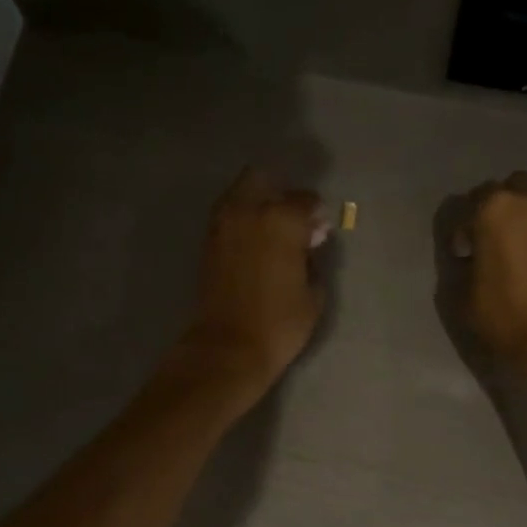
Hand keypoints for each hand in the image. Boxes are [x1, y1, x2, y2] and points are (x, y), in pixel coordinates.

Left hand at [172, 168, 327, 407]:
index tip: (319, 230)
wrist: (228, 347)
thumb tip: (308, 243)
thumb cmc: (280, 324)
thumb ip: (313, 259)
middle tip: (292, 220)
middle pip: (263, 179)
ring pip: (240, 194)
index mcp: (282, 219)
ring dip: (257, 203)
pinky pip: (228, 216)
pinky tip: (255, 245)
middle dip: (279, 193)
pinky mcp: (208, 243)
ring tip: (272, 233)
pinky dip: (241, 221)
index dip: (315, 213)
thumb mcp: (313, 293)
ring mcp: (222, 225)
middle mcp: (248, 211)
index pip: (304, 199)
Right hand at [458, 172, 526, 383]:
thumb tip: (472, 256)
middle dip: (496, 208)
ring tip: (518, 242)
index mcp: (493, 208)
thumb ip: (465, 264)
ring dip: (523, 212)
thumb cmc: (505, 314)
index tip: (463, 251)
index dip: (462, 228)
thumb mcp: (464, 294)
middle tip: (490, 238)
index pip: (468, 203)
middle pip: (507, 188)